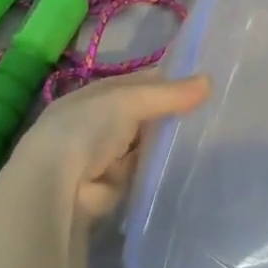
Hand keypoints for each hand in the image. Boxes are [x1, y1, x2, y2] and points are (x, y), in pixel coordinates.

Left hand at [7, 70, 210, 223]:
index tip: (201, 83)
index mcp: (96, 95)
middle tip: (212, 109)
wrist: (56, 186)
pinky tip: (188, 163)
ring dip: (165, 142)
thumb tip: (208, 81)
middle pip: (143, 114)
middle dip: (169, 114)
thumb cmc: (87, 128)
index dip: (166, 82)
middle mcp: (99, 123)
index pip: (137, 83)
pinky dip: (158, 168)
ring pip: (145, 143)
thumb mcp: (128, 100)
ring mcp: (106, 155)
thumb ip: (168, 94)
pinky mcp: (115, 185)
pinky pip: (144, 170)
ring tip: (208, 134)